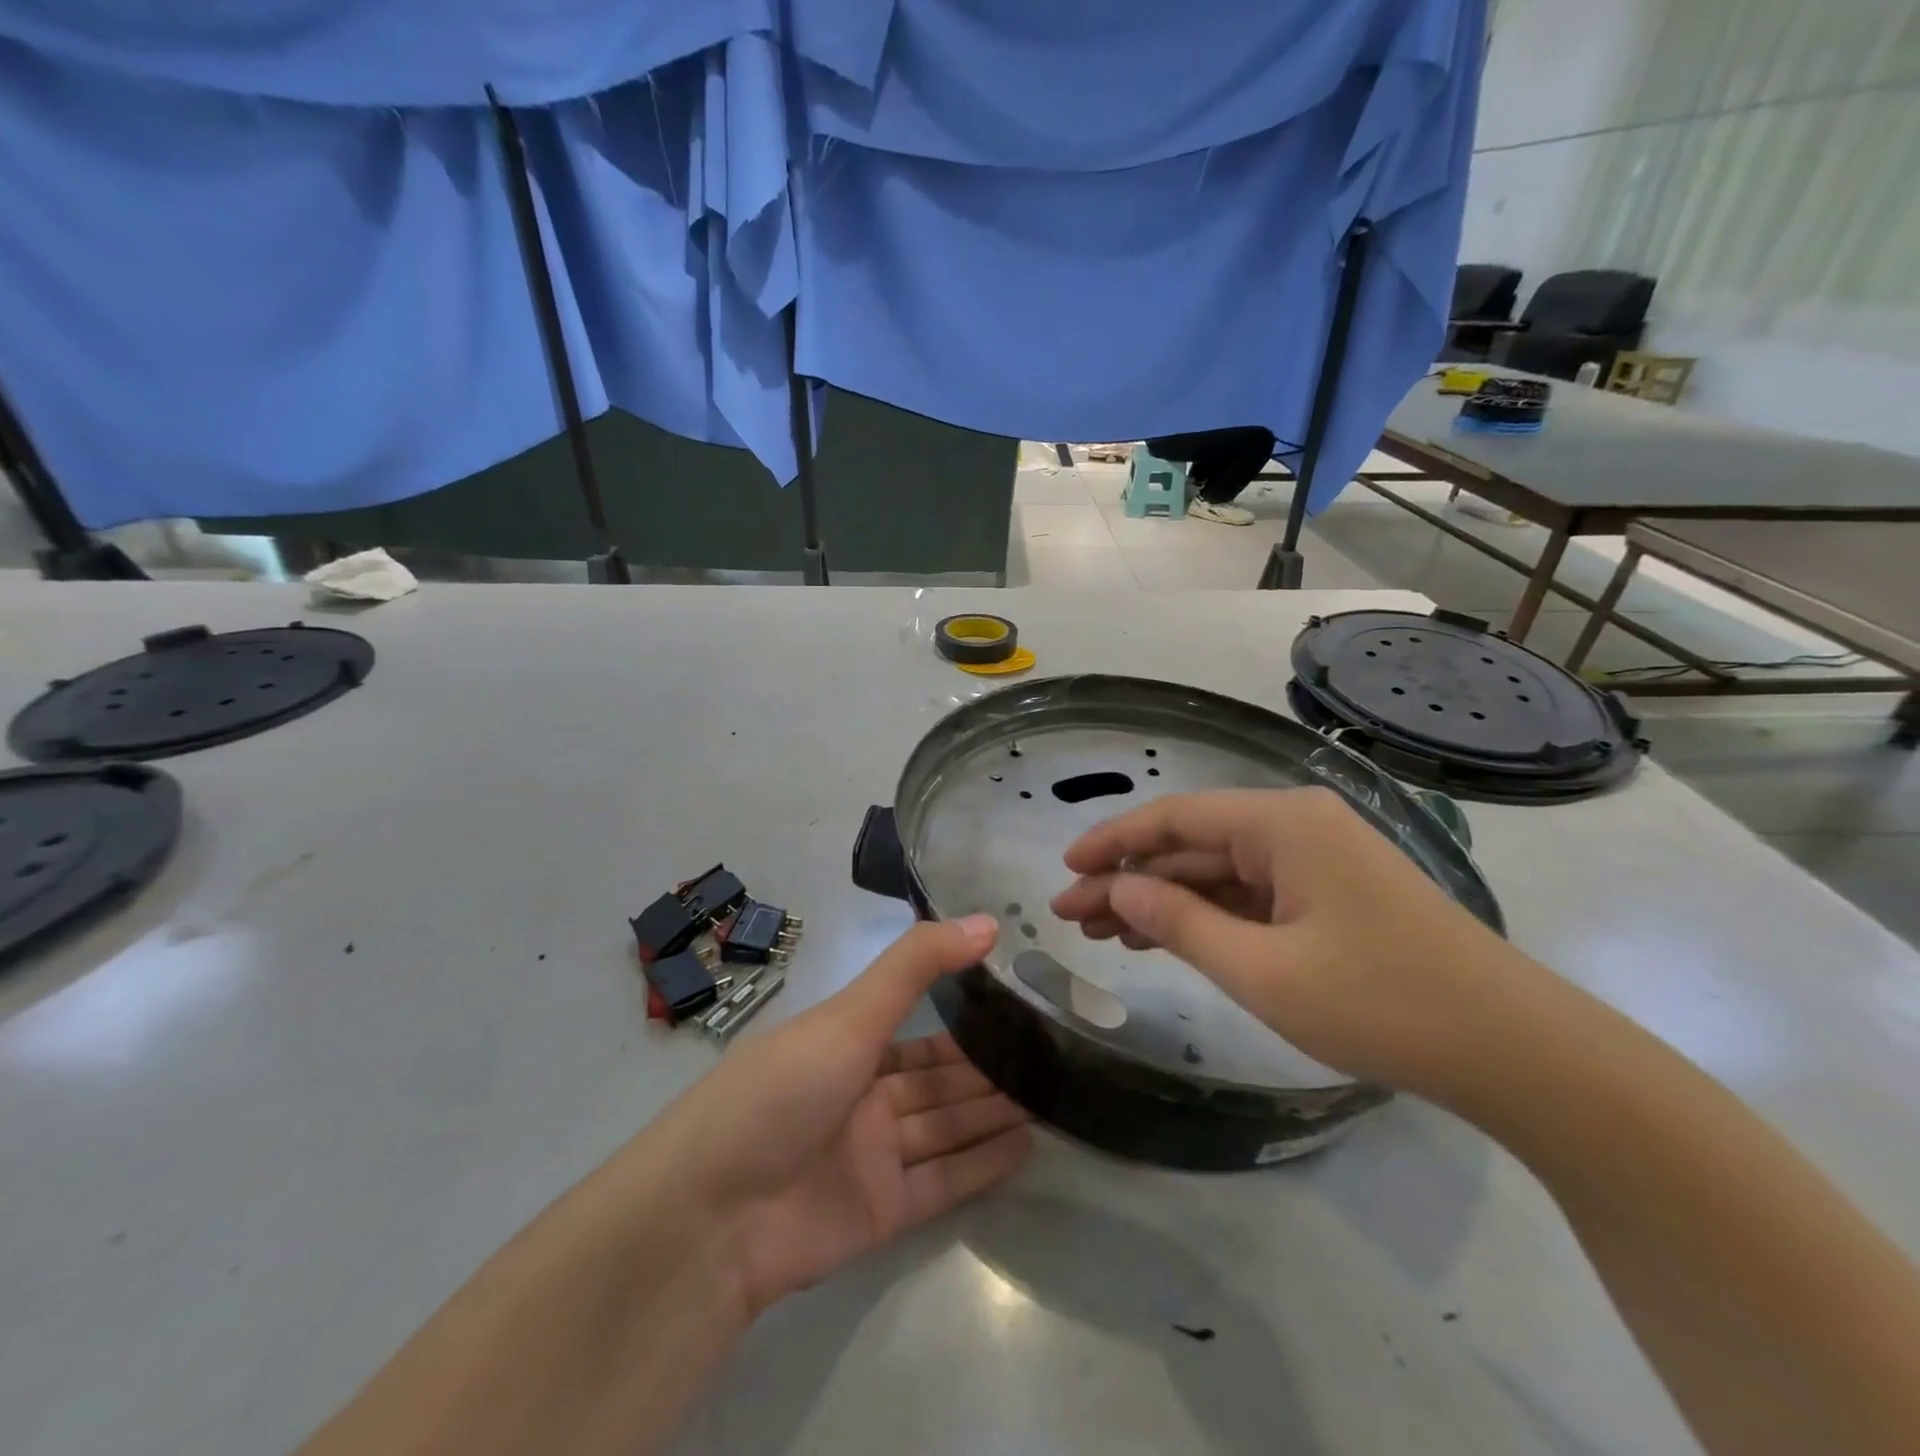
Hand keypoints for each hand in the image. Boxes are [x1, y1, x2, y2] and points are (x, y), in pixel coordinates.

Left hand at [655, 917, 1030, 1314]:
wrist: (711, 1216)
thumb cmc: (781, 1091)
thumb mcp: (850, 1014)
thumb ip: (918, 965)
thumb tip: (987, 921)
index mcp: (846, 1045)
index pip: (917, 1031)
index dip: (964, 1020)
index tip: (1017, 1005)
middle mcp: (862, 1097)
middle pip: (937, 1081)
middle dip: (986, 1070)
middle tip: (1049, 1056)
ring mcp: (872, 1156)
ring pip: (946, 1127)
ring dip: (991, 1113)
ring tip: (1051, 1096)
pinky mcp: (882, 1211)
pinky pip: (943, 1181)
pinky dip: (982, 1165)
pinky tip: (1027, 1146)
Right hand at [1048, 787, 1536, 1100]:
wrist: (1517, 1052)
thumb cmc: (1382, 1003)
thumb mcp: (1262, 969)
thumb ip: (1178, 922)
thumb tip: (1115, 889)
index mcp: (1281, 823)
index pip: (1174, 818)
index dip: (1112, 842)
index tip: (1065, 870)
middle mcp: (1296, 825)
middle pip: (1191, 845)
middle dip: (1128, 879)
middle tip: (1071, 917)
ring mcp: (1316, 859)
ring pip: (1217, 871)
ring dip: (1161, 900)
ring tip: (1103, 934)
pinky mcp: (1330, 893)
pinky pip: (1250, 894)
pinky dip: (1205, 916)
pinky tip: (1163, 940)